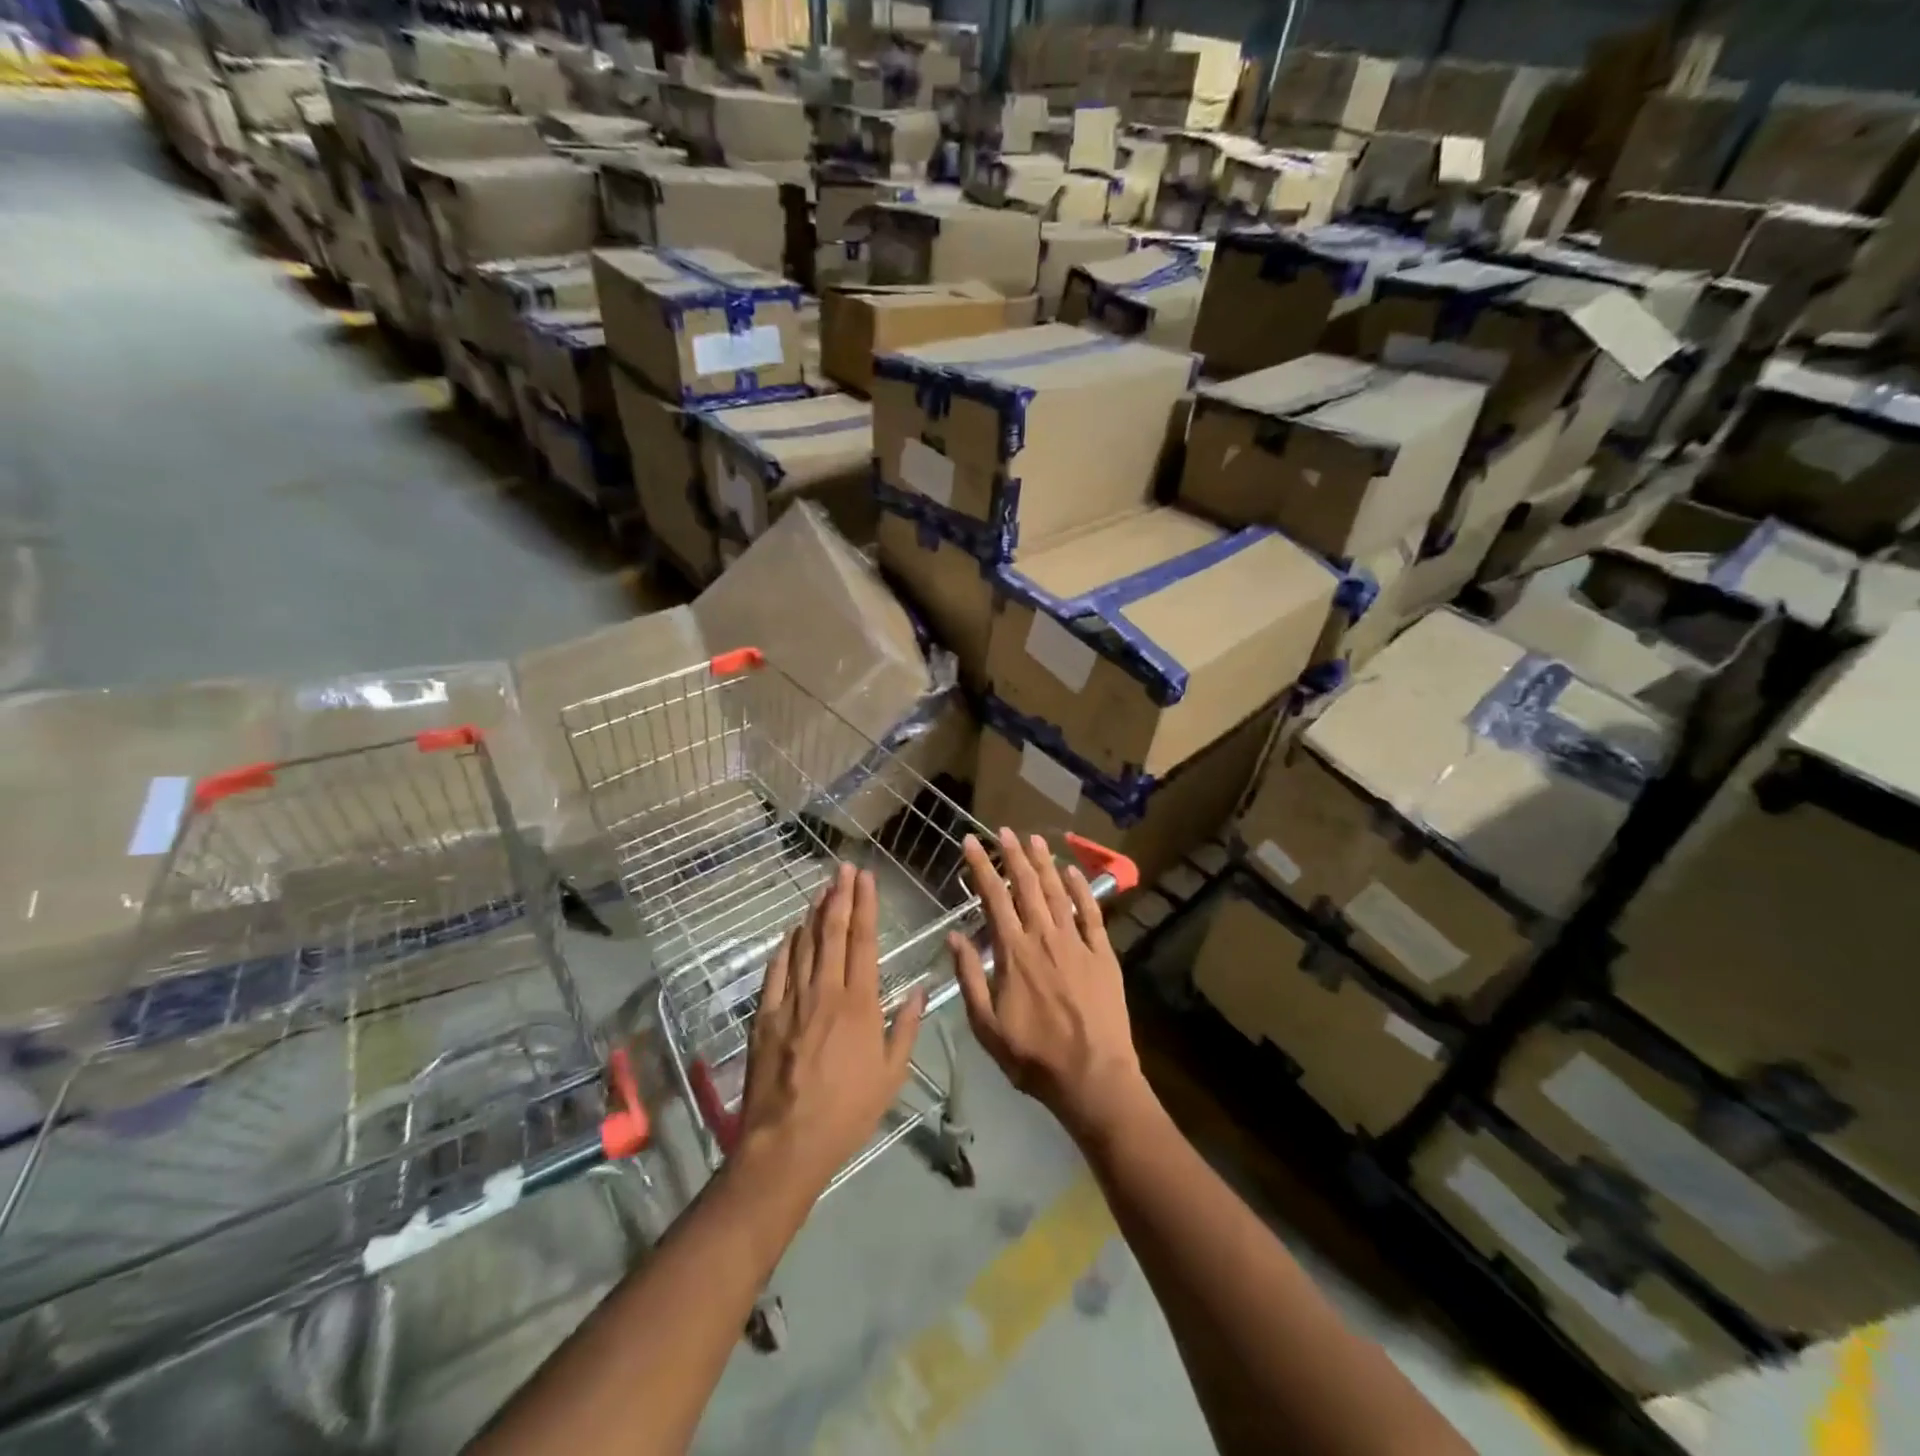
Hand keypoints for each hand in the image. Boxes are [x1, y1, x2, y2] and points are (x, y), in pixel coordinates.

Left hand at [737, 864, 926, 1197]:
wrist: (787, 1143)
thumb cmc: (847, 1111)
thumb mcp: (891, 1074)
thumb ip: (905, 1028)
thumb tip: (921, 991)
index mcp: (859, 1004)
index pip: (863, 942)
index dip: (865, 906)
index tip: (865, 878)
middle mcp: (825, 992)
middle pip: (832, 933)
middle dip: (839, 896)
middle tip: (843, 868)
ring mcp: (791, 1001)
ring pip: (803, 946)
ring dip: (814, 914)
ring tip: (822, 888)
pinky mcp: (765, 1016)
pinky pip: (775, 971)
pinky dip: (784, 947)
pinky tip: (791, 932)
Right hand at [949, 830, 1147, 1144]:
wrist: (1092, 1076)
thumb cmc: (1033, 1056)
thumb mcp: (986, 1025)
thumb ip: (969, 977)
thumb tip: (954, 936)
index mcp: (1014, 953)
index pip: (993, 898)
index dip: (980, 867)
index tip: (970, 842)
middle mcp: (1044, 937)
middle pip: (1027, 886)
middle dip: (1012, 855)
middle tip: (1003, 830)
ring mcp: (1076, 942)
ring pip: (1058, 892)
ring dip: (1044, 863)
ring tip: (1034, 839)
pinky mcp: (1103, 954)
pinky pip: (1091, 914)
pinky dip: (1082, 889)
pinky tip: (1074, 871)